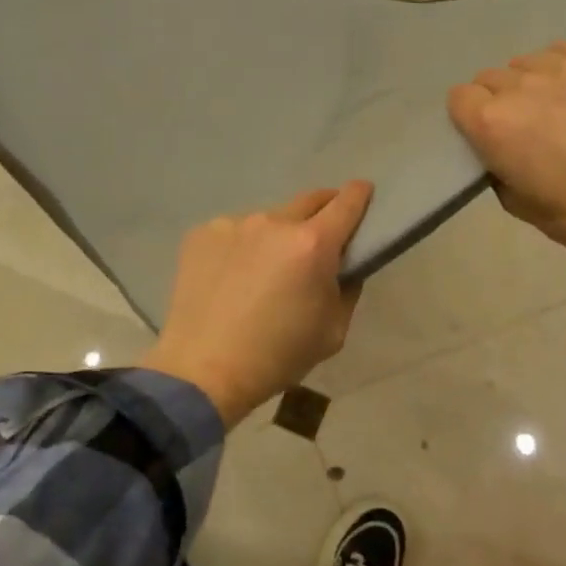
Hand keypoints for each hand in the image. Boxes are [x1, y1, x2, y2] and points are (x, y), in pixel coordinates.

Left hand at [139, 182, 372, 427]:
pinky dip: (241, 247)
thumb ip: (347, 288)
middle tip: (318, 241)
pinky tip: (231, 279)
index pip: (347, 202)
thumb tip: (343, 265)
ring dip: (276, 236)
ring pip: (268, 220)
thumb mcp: (334, 331)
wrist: (203, 371)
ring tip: (264, 272)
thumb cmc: (277, 357)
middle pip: (308, 201)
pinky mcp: (201, 234)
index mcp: (313, 244)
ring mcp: (233, 224)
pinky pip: (234, 232)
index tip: (364, 194)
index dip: (360, 195)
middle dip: (321, 213)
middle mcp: (273, 222)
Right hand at [448, 42, 565, 304]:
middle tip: (521, 125)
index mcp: (490, 123)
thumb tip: (498, 150)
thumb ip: (495, 166)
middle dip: (498, 98)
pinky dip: (563, 64)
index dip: (469, 116)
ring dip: (530, 81)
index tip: (484, 134)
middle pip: (490, 77)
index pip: (459, 97)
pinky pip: (565, 49)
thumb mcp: (514, 202)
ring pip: (527, 62)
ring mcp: (562, 68)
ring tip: (552, 104)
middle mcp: (519, 87)